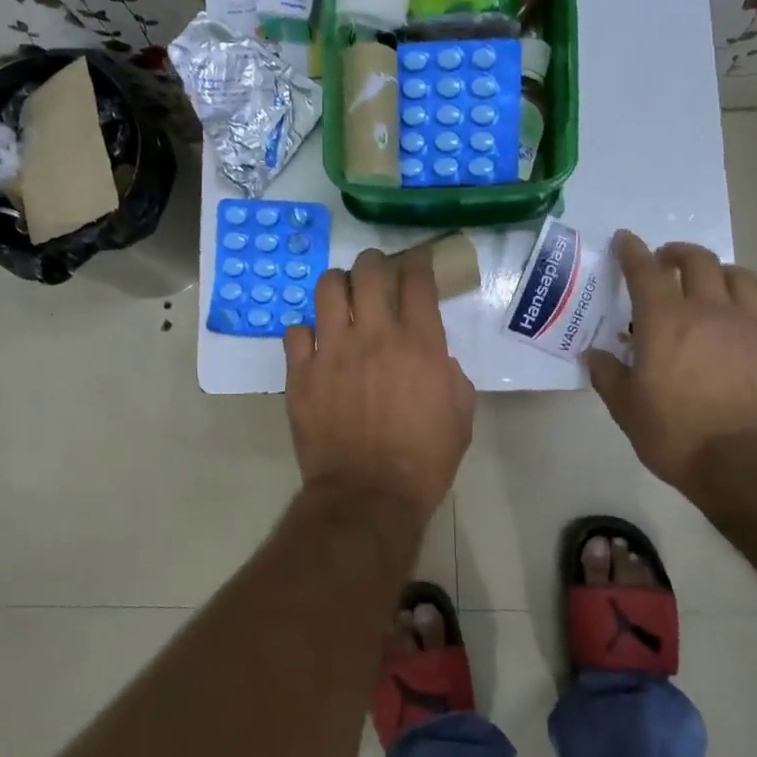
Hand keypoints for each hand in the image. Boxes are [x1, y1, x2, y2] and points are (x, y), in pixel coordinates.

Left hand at [285, 248, 473, 515]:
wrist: (369, 496)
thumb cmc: (424, 460)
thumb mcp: (460, 416)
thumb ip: (450, 374)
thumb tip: (434, 356)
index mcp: (420, 344)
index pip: (417, 280)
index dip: (418, 262)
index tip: (416, 261)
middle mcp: (375, 336)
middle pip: (369, 271)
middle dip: (375, 262)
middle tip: (376, 272)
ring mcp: (332, 350)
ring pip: (328, 288)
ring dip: (339, 285)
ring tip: (342, 296)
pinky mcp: (301, 372)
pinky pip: (296, 330)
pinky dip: (307, 331)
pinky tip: (315, 343)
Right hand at [586, 232, 756, 493]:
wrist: (749, 465)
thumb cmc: (677, 435)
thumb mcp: (627, 410)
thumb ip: (609, 376)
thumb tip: (595, 355)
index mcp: (665, 321)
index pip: (645, 271)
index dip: (632, 251)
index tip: (625, 240)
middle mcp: (710, 311)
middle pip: (699, 261)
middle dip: (679, 253)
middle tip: (667, 260)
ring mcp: (753, 326)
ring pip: (742, 278)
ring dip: (723, 273)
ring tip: (715, 284)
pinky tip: (755, 328)